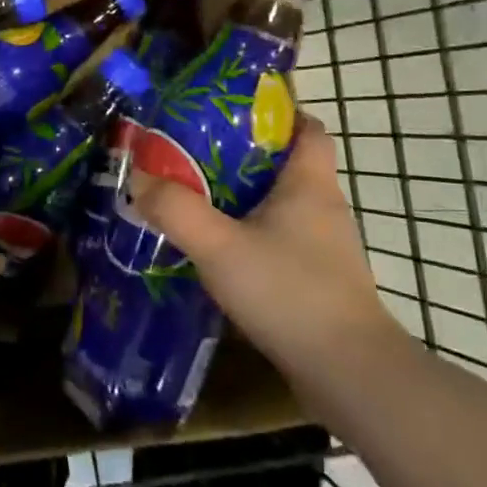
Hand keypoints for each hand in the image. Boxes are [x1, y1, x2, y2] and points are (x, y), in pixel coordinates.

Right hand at [129, 116, 399, 383]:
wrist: (348, 375)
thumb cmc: (289, 292)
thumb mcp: (219, 246)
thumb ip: (175, 209)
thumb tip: (138, 177)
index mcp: (309, 183)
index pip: (306, 127)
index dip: (276, 112)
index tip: (231, 112)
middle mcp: (323, 206)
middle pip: (285, 163)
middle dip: (242, 155)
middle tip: (194, 153)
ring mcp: (325, 247)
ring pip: (281, 204)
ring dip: (244, 198)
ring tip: (197, 198)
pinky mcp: (319, 280)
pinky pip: (281, 240)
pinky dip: (252, 234)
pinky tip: (219, 250)